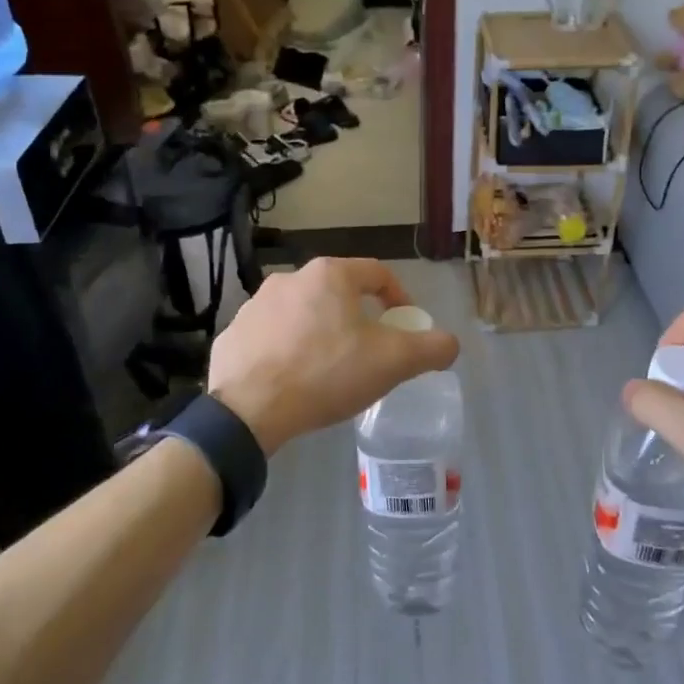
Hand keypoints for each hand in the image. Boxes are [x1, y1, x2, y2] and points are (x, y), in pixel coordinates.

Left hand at [209, 258, 459, 452]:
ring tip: (330, 370)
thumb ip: (431, 348)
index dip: (399, 297)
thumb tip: (450, 343)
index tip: (406, 326)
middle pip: (339, 293)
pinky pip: (272, 337)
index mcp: (330, 274)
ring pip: (304, 314)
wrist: (247, 410)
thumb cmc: (326, 373)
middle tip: (370, 353)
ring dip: (322, 333)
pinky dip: (288, 351)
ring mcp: (255, 305)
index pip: (377, 273)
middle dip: (359, 319)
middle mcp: (290, 278)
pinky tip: (294, 380)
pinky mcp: (233, 334)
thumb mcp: (393, 362)